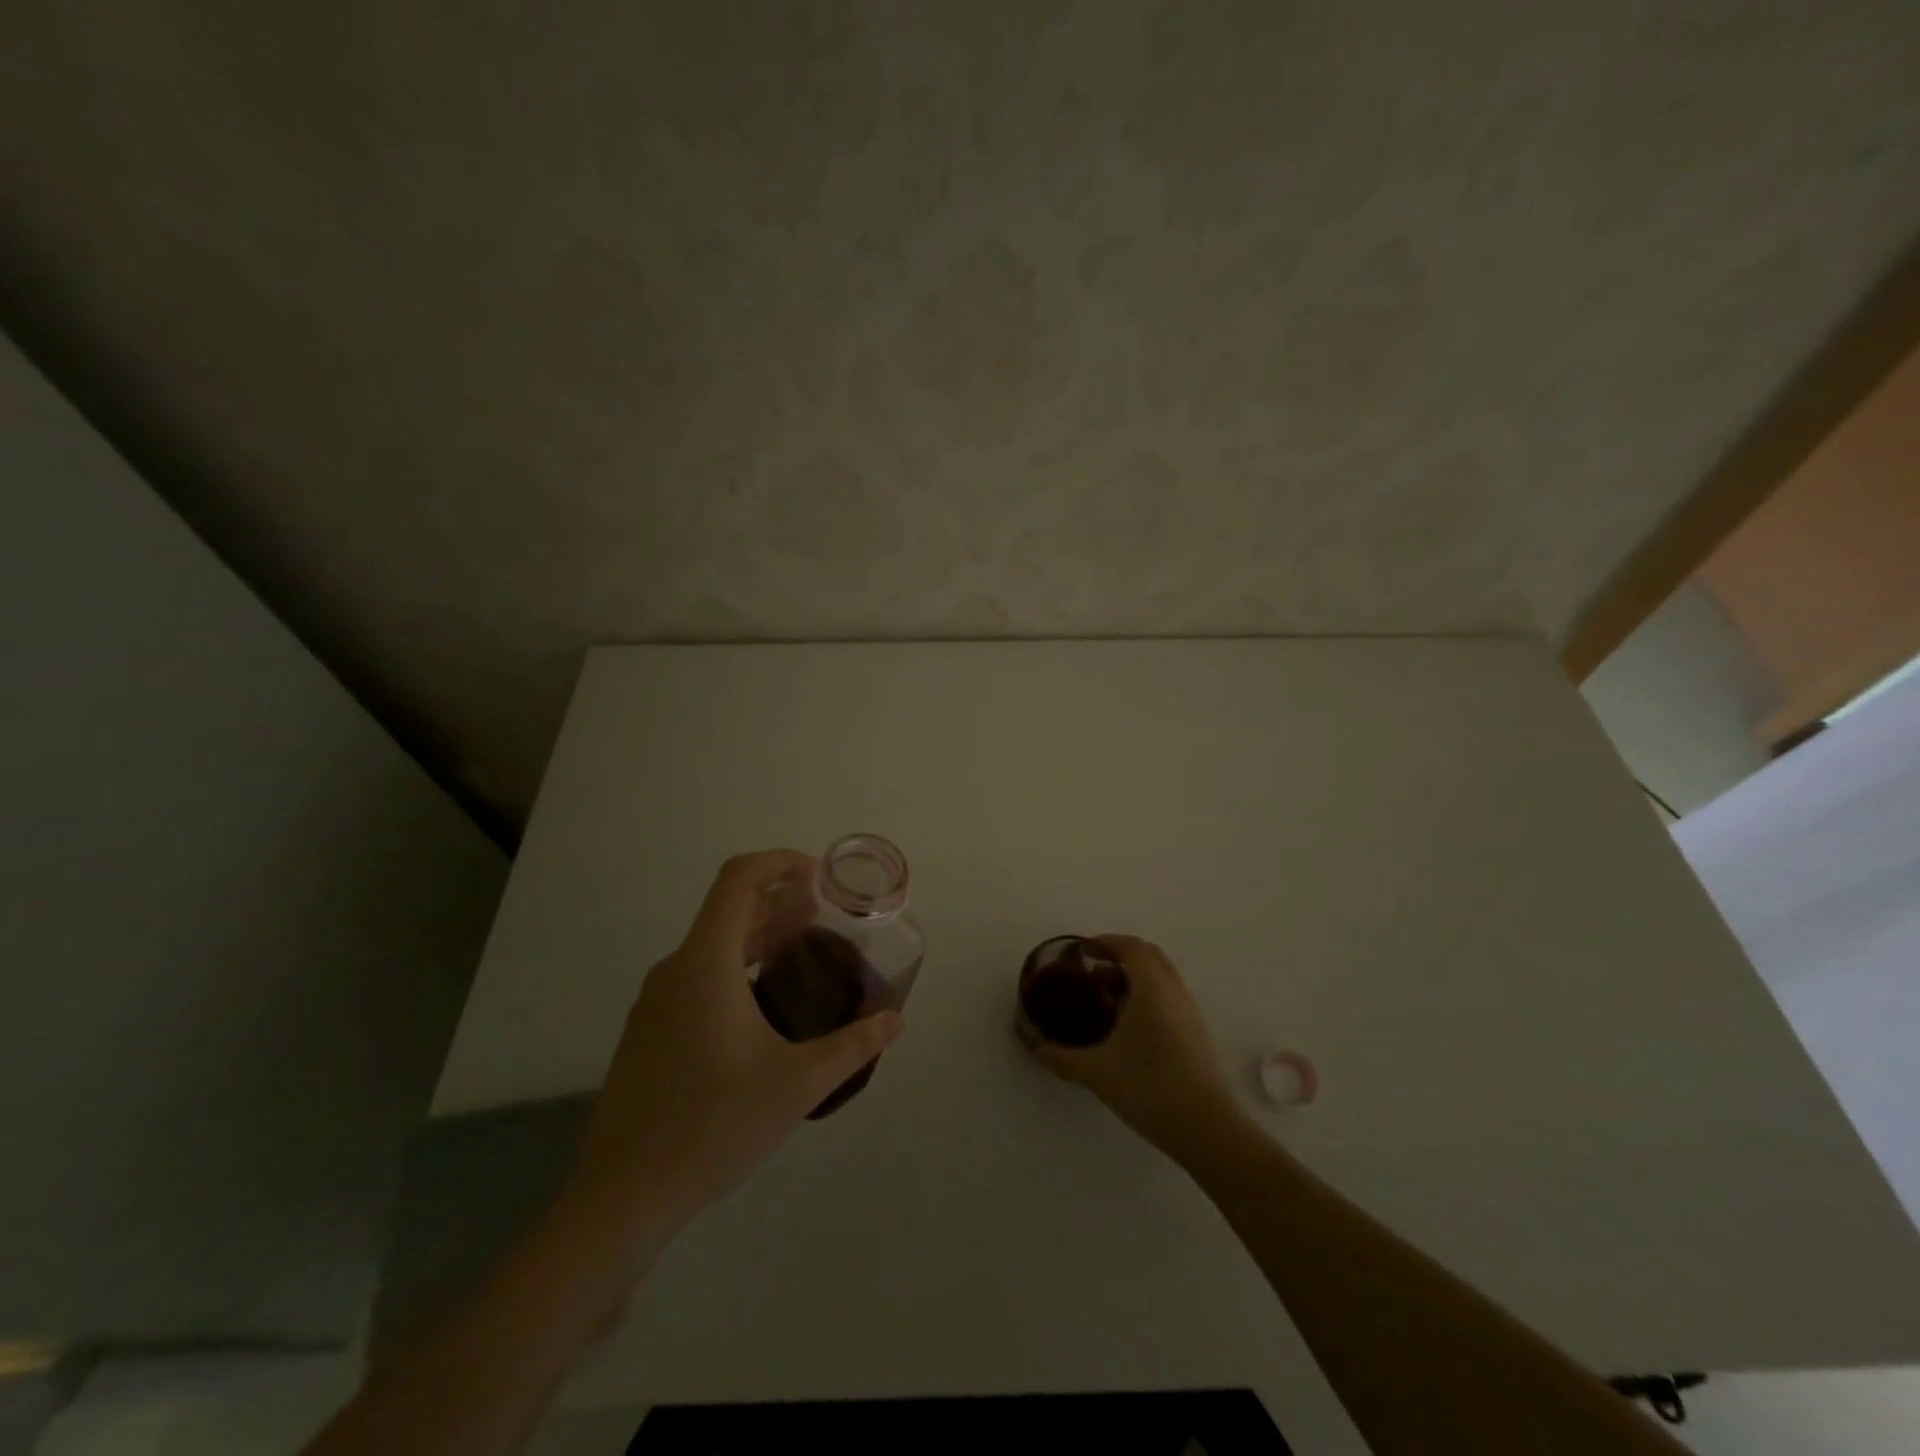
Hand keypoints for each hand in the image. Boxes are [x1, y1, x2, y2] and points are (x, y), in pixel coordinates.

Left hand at [566, 850, 903, 1260]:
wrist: (624, 1195)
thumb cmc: (713, 1125)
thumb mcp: (797, 1084)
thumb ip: (853, 1045)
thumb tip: (895, 1020)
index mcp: (706, 963)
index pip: (739, 878)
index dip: (780, 862)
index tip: (819, 876)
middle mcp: (676, 968)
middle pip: (728, 907)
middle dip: (779, 900)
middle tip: (825, 915)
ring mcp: (656, 1000)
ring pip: (713, 942)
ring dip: (758, 934)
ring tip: (802, 950)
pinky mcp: (649, 1028)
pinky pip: (697, 973)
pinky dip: (736, 964)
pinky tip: (764, 1002)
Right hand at [1021, 935, 1245, 1164]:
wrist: (1205, 1128)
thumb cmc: (1148, 1088)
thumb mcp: (1095, 1071)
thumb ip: (1058, 1055)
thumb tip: (1030, 1041)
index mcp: (1151, 988)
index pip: (1131, 947)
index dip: (1105, 942)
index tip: (1082, 953)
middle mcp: (1173, 990)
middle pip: (1149, 954)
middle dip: (1120, 955)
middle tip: (1092, 971)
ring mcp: (1189, 1010)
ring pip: (1162, 975)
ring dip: (1135, 975)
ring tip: (1107, 998)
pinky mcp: (1197, 1030)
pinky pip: (1169, 994)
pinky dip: (1148, 993)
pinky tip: (1129, 1024)